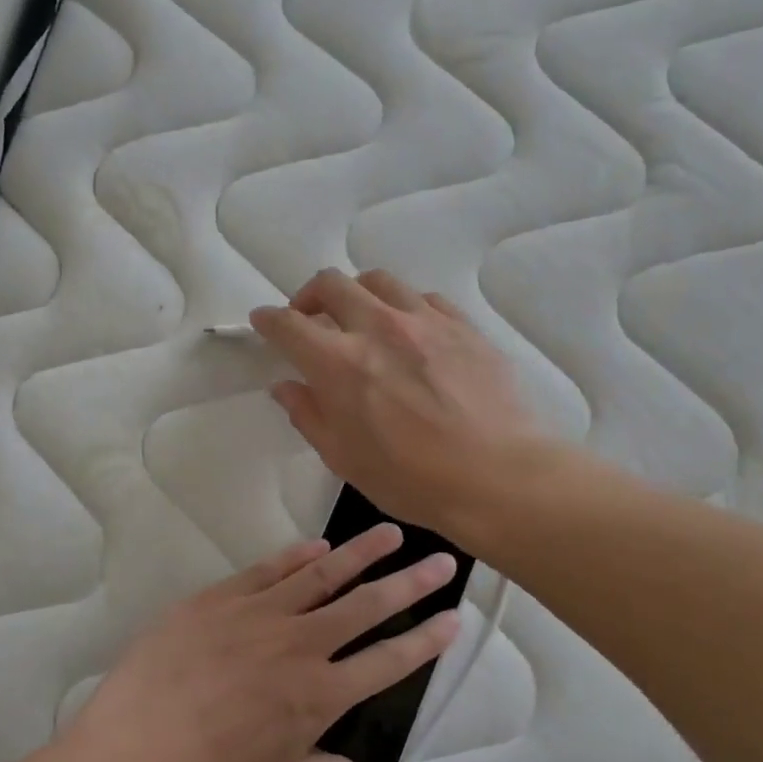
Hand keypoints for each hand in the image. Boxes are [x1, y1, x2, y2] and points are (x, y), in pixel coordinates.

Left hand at [66, 525, 461, 761]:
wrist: (136, 752)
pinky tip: (318, 545)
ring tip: (390, 533)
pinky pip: (267, 570)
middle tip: (441, 560)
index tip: (454, 617)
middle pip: (365, 606)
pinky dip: (297, 556)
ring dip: (360, 553)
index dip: (425, 639)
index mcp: (320, 696)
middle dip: (408, 582)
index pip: (388, 661)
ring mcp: (258, 615)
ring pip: (321, 575)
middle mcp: (299, 646)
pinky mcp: (219, 598)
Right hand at [251, 269, 575, 541]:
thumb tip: (286, 387)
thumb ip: (309, 415)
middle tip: (308, 318)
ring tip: (360, 318)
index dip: (268, 320)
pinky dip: (403, 307)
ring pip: (379, 281)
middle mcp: (378, 328)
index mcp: (339, 364)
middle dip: (308, 295)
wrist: (499, 478)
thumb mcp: (345, 458)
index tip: (263, 322)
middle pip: (331, 284)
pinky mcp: (463, 326)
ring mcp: (425, 322)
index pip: (289, 324)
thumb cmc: (412, 480)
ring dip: (357, 294)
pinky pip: (423, 298)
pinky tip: (409, 331)